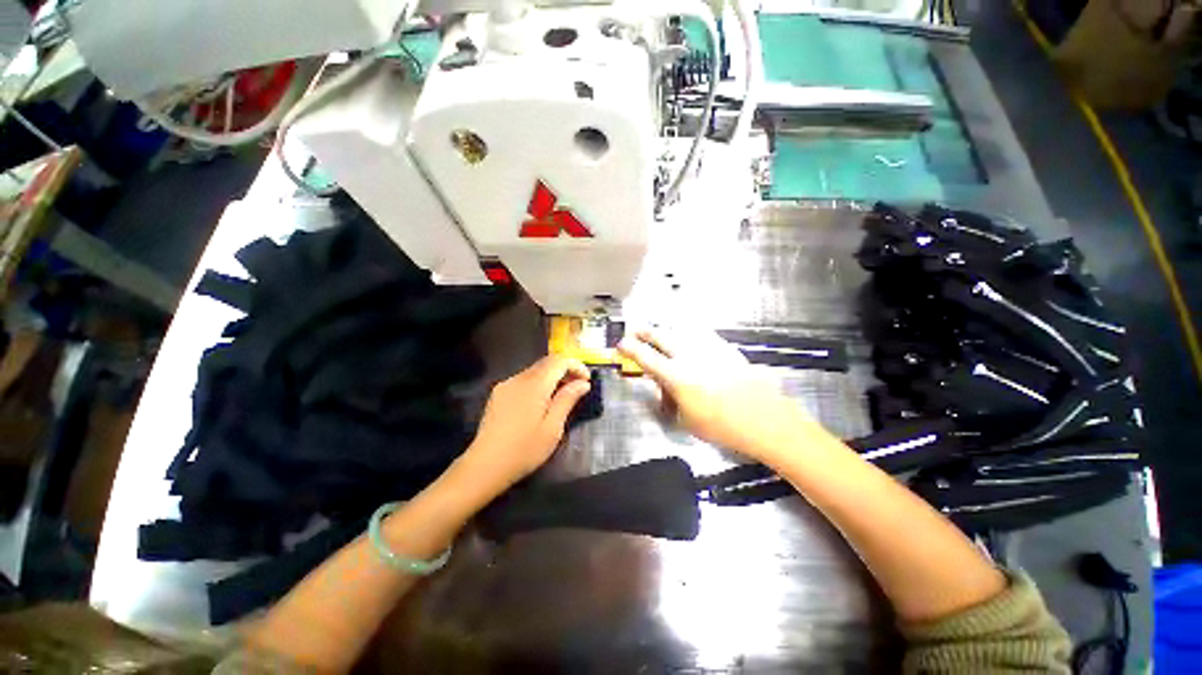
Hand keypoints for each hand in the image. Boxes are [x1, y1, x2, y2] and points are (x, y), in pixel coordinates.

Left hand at [462, 355, 590, 490]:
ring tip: (562, 396)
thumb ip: (567, 400)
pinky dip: (538, 384)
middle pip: (546, 363)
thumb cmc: (524, 450)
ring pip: (535, 371)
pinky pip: (524, 380)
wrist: (484, 466)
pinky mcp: (498, 394)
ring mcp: (506, 385)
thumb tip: (583, 383)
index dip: (576, 365)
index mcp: (534, 385)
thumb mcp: (552, 428)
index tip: (587, 381)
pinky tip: (541, 402)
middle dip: (565, 370)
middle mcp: (519, 379)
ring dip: (552, 377)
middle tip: (578, 387)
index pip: (558, 361)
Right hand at [618, 328, 806, 460]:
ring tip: (661, 334)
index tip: (621, 344)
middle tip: (635, 330)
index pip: (645, 357)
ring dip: (666, 332)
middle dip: (644, 332)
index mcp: (676, 376)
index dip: (630, 349)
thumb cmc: (723, 427)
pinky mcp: (725, 348)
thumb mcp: (687, 419)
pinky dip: (690, 335)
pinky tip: (690, 339)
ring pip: (680, 331)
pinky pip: (701, 335)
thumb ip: (671, 398)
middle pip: (661, 336)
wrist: (765, 420)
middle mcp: (690, 356)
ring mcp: (709, 349)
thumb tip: (665, 385)